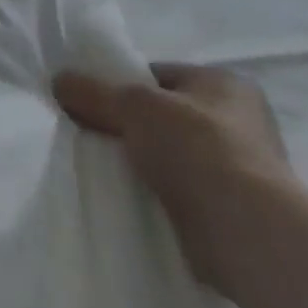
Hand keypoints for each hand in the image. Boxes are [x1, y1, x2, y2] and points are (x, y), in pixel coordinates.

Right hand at [53, 63, 295, 297]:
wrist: (248, 231)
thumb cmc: (197, 146)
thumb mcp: (132, 104)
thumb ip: (92, 90)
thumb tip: (59, 82)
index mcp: (227, 84)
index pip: (159, 75)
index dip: (122, 84)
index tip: (93, 101)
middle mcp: (241, 121)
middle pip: (164, 115)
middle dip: (131, 125)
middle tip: (93, 132)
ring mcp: (242, 169)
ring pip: (171, 154)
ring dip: (144, 160)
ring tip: (108, 165)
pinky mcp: (235, 210)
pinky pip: (182, 190)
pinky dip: (159, 191)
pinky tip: (133, 194)